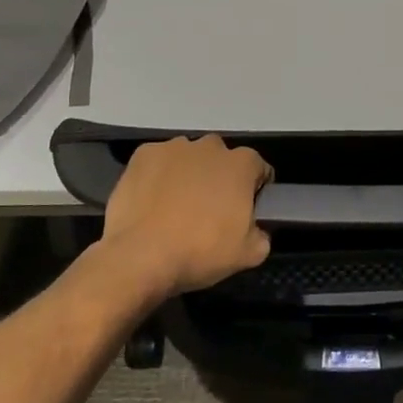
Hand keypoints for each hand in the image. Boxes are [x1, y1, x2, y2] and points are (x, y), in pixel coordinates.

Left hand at [100, 136, 271, 296]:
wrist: (141, 256)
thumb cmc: (200, 251)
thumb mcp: (248, 255)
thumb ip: (262, 235)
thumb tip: (256, 230)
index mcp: (242, 164)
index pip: (258, 168)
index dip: (254, 190)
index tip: (245, 210)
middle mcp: (210, 146)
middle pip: (221, 159)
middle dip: (219, 178)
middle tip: (209, 210)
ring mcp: (174, 147)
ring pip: (188, 157)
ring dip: (188, 174)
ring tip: (175, 207)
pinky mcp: (143, 155)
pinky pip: (158, 162)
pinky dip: (158, 176)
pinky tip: (152, 202)